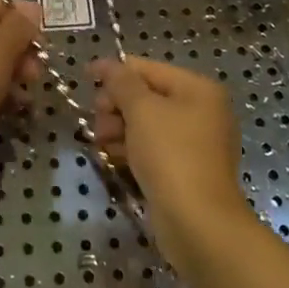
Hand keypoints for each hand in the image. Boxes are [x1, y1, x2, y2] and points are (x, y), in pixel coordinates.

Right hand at [92, 58, 252, 264]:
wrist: (198, 223)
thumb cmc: (171, 155)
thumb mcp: (141, 110)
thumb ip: (122, 83)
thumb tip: (107, 64)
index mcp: (198, 89)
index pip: (150, 68)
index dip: (116, 71)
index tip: (85, 77)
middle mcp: (202, 111)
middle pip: (149, 96)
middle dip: (117, 104)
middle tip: (97, 120)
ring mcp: (197, 143)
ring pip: (149, 124)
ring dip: (120, 127)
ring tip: (100, 141)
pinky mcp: (187, 170)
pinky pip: (154, 148)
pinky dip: (132, 148)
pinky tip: (111, 155)